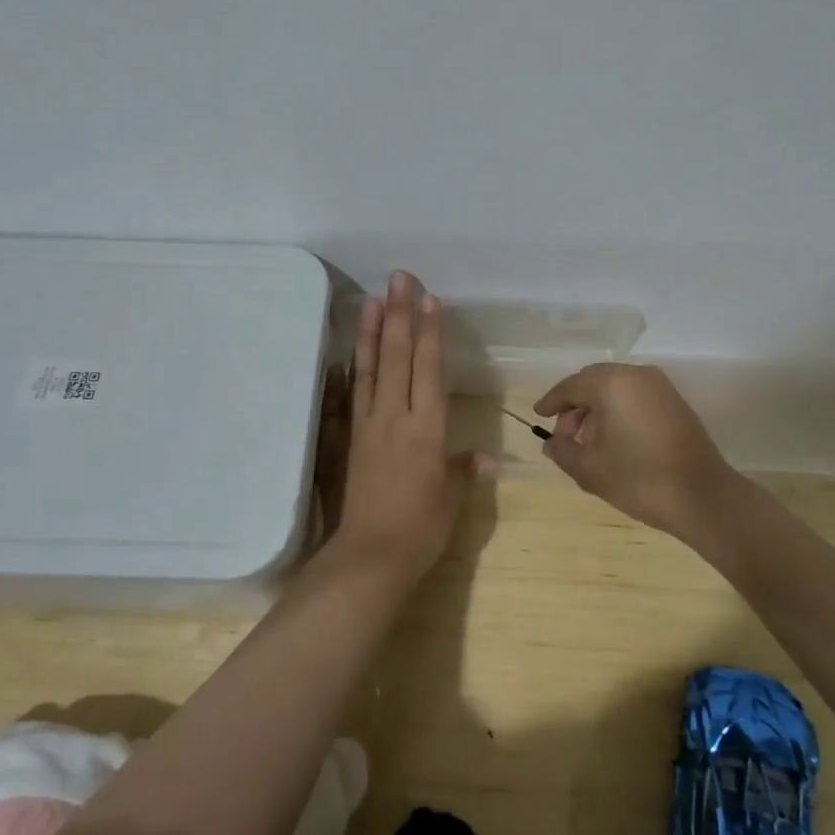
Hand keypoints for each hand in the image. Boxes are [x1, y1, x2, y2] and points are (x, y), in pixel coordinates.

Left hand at [331, 271, 487, 576]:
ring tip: (373, 299)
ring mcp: (369, 425)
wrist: (370, 556)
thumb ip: (464, 470)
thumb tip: (485, 457)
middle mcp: (396, 417)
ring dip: (374, 332)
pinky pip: (352, 394)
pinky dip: (353, 368)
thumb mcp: (452, 500)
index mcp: (427, 428)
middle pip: (399, 357)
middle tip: (399, 279)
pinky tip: (350, 351)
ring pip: (372, 368)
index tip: (429, 299)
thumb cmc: (420, 528)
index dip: (430, 332)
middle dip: (401, 315)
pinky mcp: (350, 438)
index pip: (429, 369)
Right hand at [534, 364, 739, 540]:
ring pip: (615, 388)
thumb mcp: (590, 470)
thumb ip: (563, 450)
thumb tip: (552, 442)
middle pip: (593, 382)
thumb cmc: (640, 480)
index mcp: (612, 384)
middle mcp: (636, 375)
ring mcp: (660, 386)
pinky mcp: (674, 402)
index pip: (571, 386)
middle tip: (564, 437)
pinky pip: (635, 396)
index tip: (538, 416)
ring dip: (596, 409)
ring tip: (588, 444)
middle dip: (575, 406)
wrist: (703, 497)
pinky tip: (614, 441)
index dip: (552, 402)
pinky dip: (618, 411)